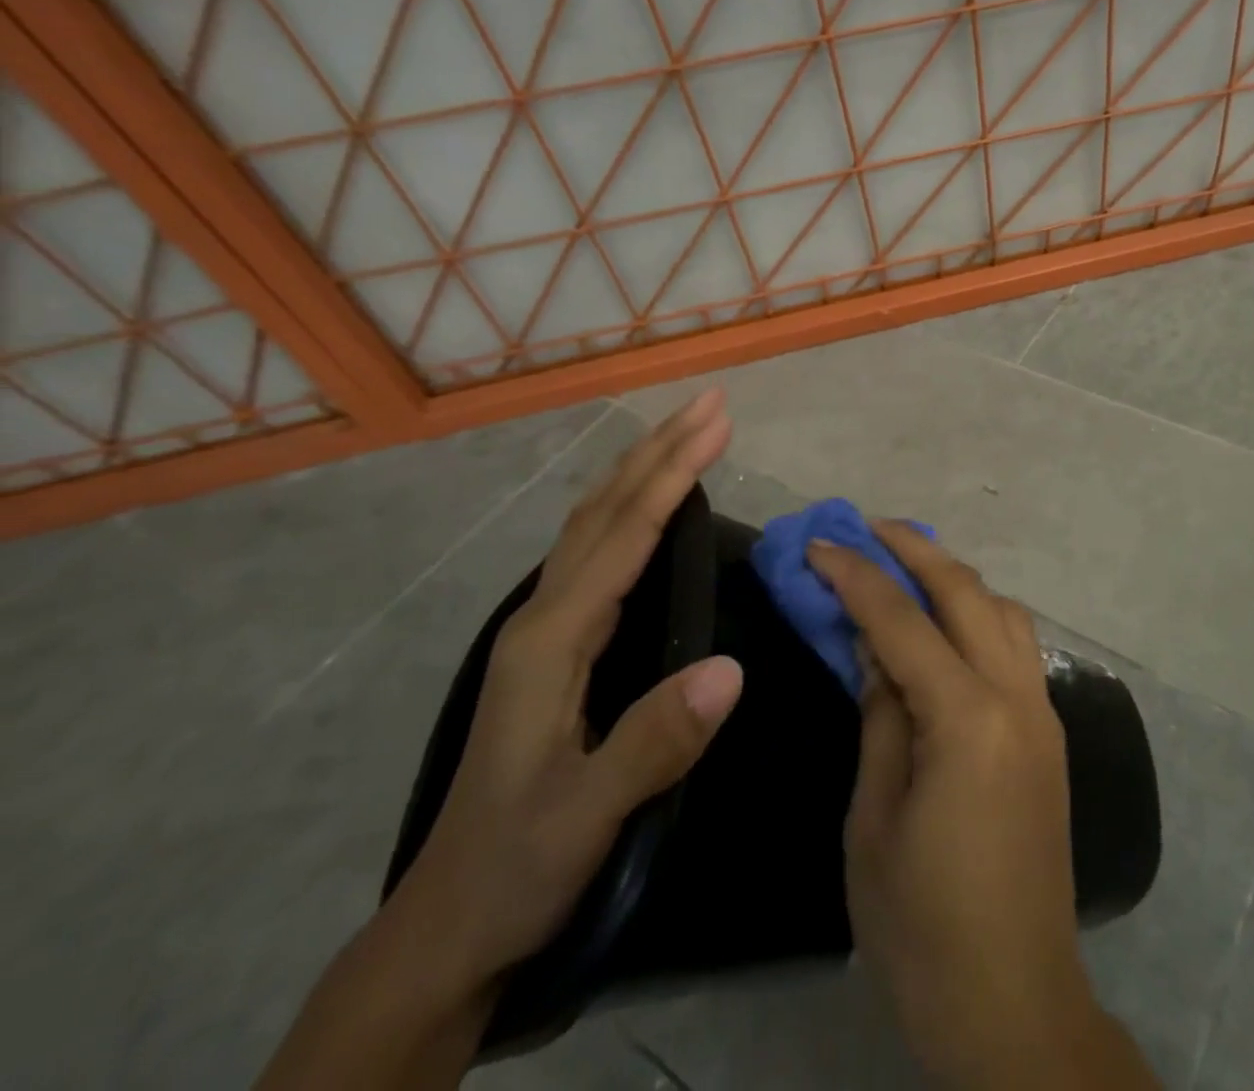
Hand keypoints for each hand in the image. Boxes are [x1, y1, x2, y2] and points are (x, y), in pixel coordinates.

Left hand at [385, 388, 744, 1002]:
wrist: (451, 921)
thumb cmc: (520, 864)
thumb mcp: (587, 815)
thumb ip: (655, 741)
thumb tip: (732, 667)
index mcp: (551, 640)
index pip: (622, 536)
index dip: (672, 475)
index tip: (716, 423)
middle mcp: (542, 616)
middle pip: (604, 511)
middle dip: (660, 449)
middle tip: (711, 402)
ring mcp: (544, 627)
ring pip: (595, 523)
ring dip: (643, 468)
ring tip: (686, 430)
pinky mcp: (556, 643)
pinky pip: (597, 550)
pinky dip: (630, 506)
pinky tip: (649, 504)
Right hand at [808, 524, 1156, 1090]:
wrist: (1012, 1000)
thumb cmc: (921, 923)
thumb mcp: (873, 816)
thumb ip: (880, 715)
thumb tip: (873, 647)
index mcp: (967, 718)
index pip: (903, 621)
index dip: (857, 576)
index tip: (821, 544)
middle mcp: (1017, 696)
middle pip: (967, 593)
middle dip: (916, 550)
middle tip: (870, 527)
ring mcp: (1043, 711)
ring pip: (1003, 609)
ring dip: (955, 577)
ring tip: (907, 565)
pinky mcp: (1050, 732)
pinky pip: (1015, 644)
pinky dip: (979, 613)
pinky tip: (946, 623)